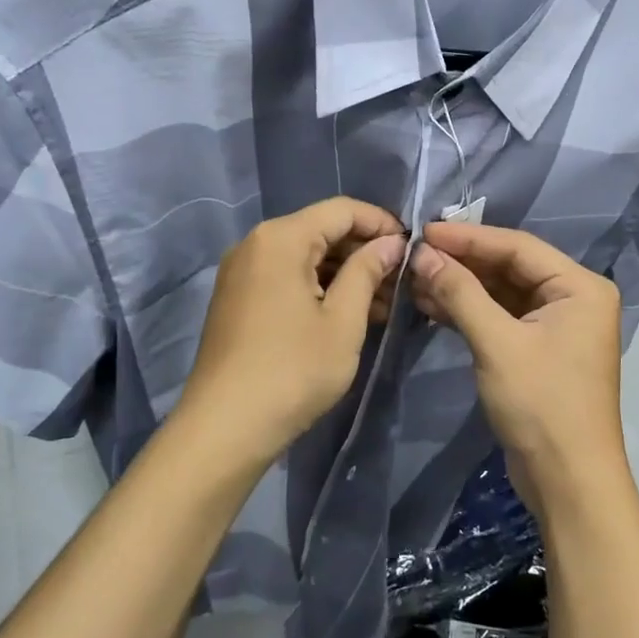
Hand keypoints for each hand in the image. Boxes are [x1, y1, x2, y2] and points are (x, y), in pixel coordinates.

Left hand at [177, 198, 406, 467]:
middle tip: (401, 281)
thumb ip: (369, 271)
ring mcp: (242, 272)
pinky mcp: (237, 299)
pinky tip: (348, 315)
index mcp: (281, 239)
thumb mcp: (343, 320)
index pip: (341, 210)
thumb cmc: (293, 370)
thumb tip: (392, 242)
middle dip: (364, 251)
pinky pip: (286, 278)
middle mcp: (256, 244)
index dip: (381, 223)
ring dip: (344, 273)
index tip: (412, 248)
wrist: (225, 428)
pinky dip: (319, 288)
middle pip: (321, 230)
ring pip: (305, 256)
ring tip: (384, 305)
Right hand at [410, 223, 630, 514]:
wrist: (569, 482)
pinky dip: (470, 312)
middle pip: (510, 267)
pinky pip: (501, 318)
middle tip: (415, 255)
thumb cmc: (541, 405)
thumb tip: (423, 255)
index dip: (469, 237)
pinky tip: (432, 306)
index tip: (424, 231)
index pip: (518, 247)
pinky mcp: (539, 350)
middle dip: (463, 262)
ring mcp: (557, 326)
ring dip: (462, 287)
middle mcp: (573, 299)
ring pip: (502, 293)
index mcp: (579, 287)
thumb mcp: (497, 344)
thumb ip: (460, 293)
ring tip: (415, 279)